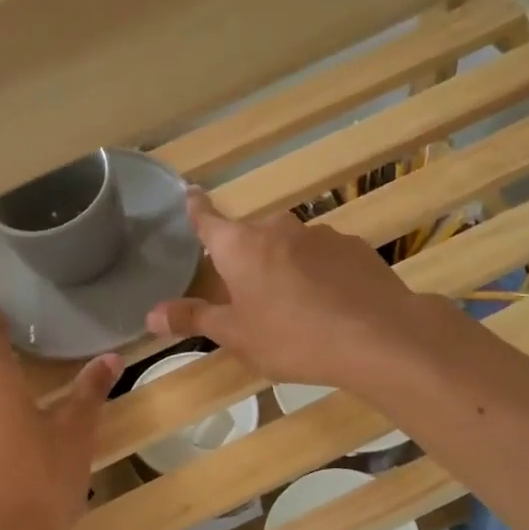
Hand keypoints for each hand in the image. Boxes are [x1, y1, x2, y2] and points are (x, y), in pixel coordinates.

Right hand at [147, 188, 433, 389]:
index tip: (189, 192)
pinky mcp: (354, 247)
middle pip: (250, 236)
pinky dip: (316, 272)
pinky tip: (328, 303)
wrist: (378, 336)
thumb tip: (150, 314)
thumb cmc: (293, 337)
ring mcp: (320, 234)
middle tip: (244, 290)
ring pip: (288, 245)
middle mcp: (277, 229)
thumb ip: (194, 319)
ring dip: (282, 264)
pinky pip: (322, 256)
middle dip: (243, 256)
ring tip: (291, 304)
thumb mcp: (237, 335)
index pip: (208, 219)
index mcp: (240, 246)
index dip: (196, 208)